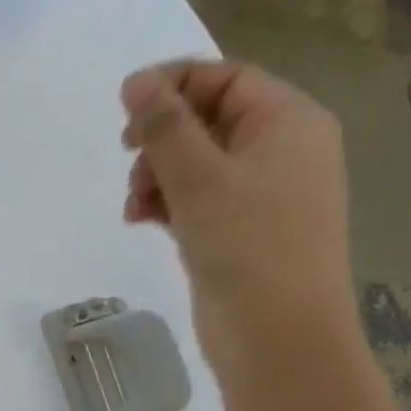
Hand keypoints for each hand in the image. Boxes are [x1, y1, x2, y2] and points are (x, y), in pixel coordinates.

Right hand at [121, 60, 359, 384]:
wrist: (276, 331)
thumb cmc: (246, 244)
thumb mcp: (198, 177)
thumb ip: (164, 126)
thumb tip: (136, 81)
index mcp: (288, 121)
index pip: (225, 79)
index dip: (172, 86)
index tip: (122, 110)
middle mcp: (281, 149)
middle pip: (207, 120)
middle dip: (160, 139)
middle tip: (127, 159)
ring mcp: (261, 194)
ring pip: (196, 164)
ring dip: (157, 175)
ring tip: (134, 206)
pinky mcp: (240, 230)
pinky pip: (197, 199)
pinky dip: (167, 204)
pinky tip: (141, 221)